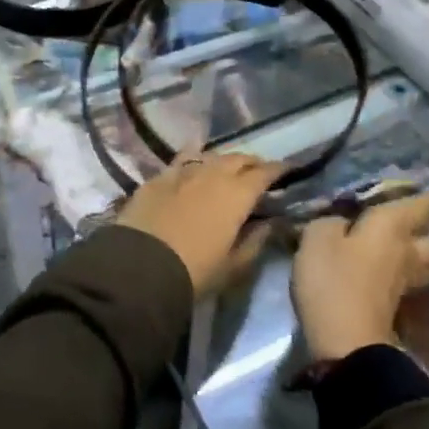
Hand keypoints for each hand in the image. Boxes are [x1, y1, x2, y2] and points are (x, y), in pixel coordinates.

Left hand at [114, 152, 282, 296]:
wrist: (140, 267)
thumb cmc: (194, 272)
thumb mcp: (233, 266)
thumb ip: (256, 241)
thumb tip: (271, 223)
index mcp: (237, 194)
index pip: (264, 173)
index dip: (278, 170)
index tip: (288, 170)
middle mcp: (213, 174)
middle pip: (238, 158)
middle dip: (252, 163)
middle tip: (259, 172)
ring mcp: (183, 171)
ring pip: (211, 156)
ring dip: (224, 161)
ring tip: (228, 170)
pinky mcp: (159, 177)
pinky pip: (183, 160)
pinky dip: (194, 159)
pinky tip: (194, 162)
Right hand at [290, 187, 428, 363]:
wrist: (345, 341)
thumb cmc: (333, 280)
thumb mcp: (319, 238)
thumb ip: (332, 223)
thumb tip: (342, 224)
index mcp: (391, 228)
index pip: (420, 207)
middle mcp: (407, 252)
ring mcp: (404, 281)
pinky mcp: (395, 302)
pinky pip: (419, 274)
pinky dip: (426, 264)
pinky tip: (419, 261)